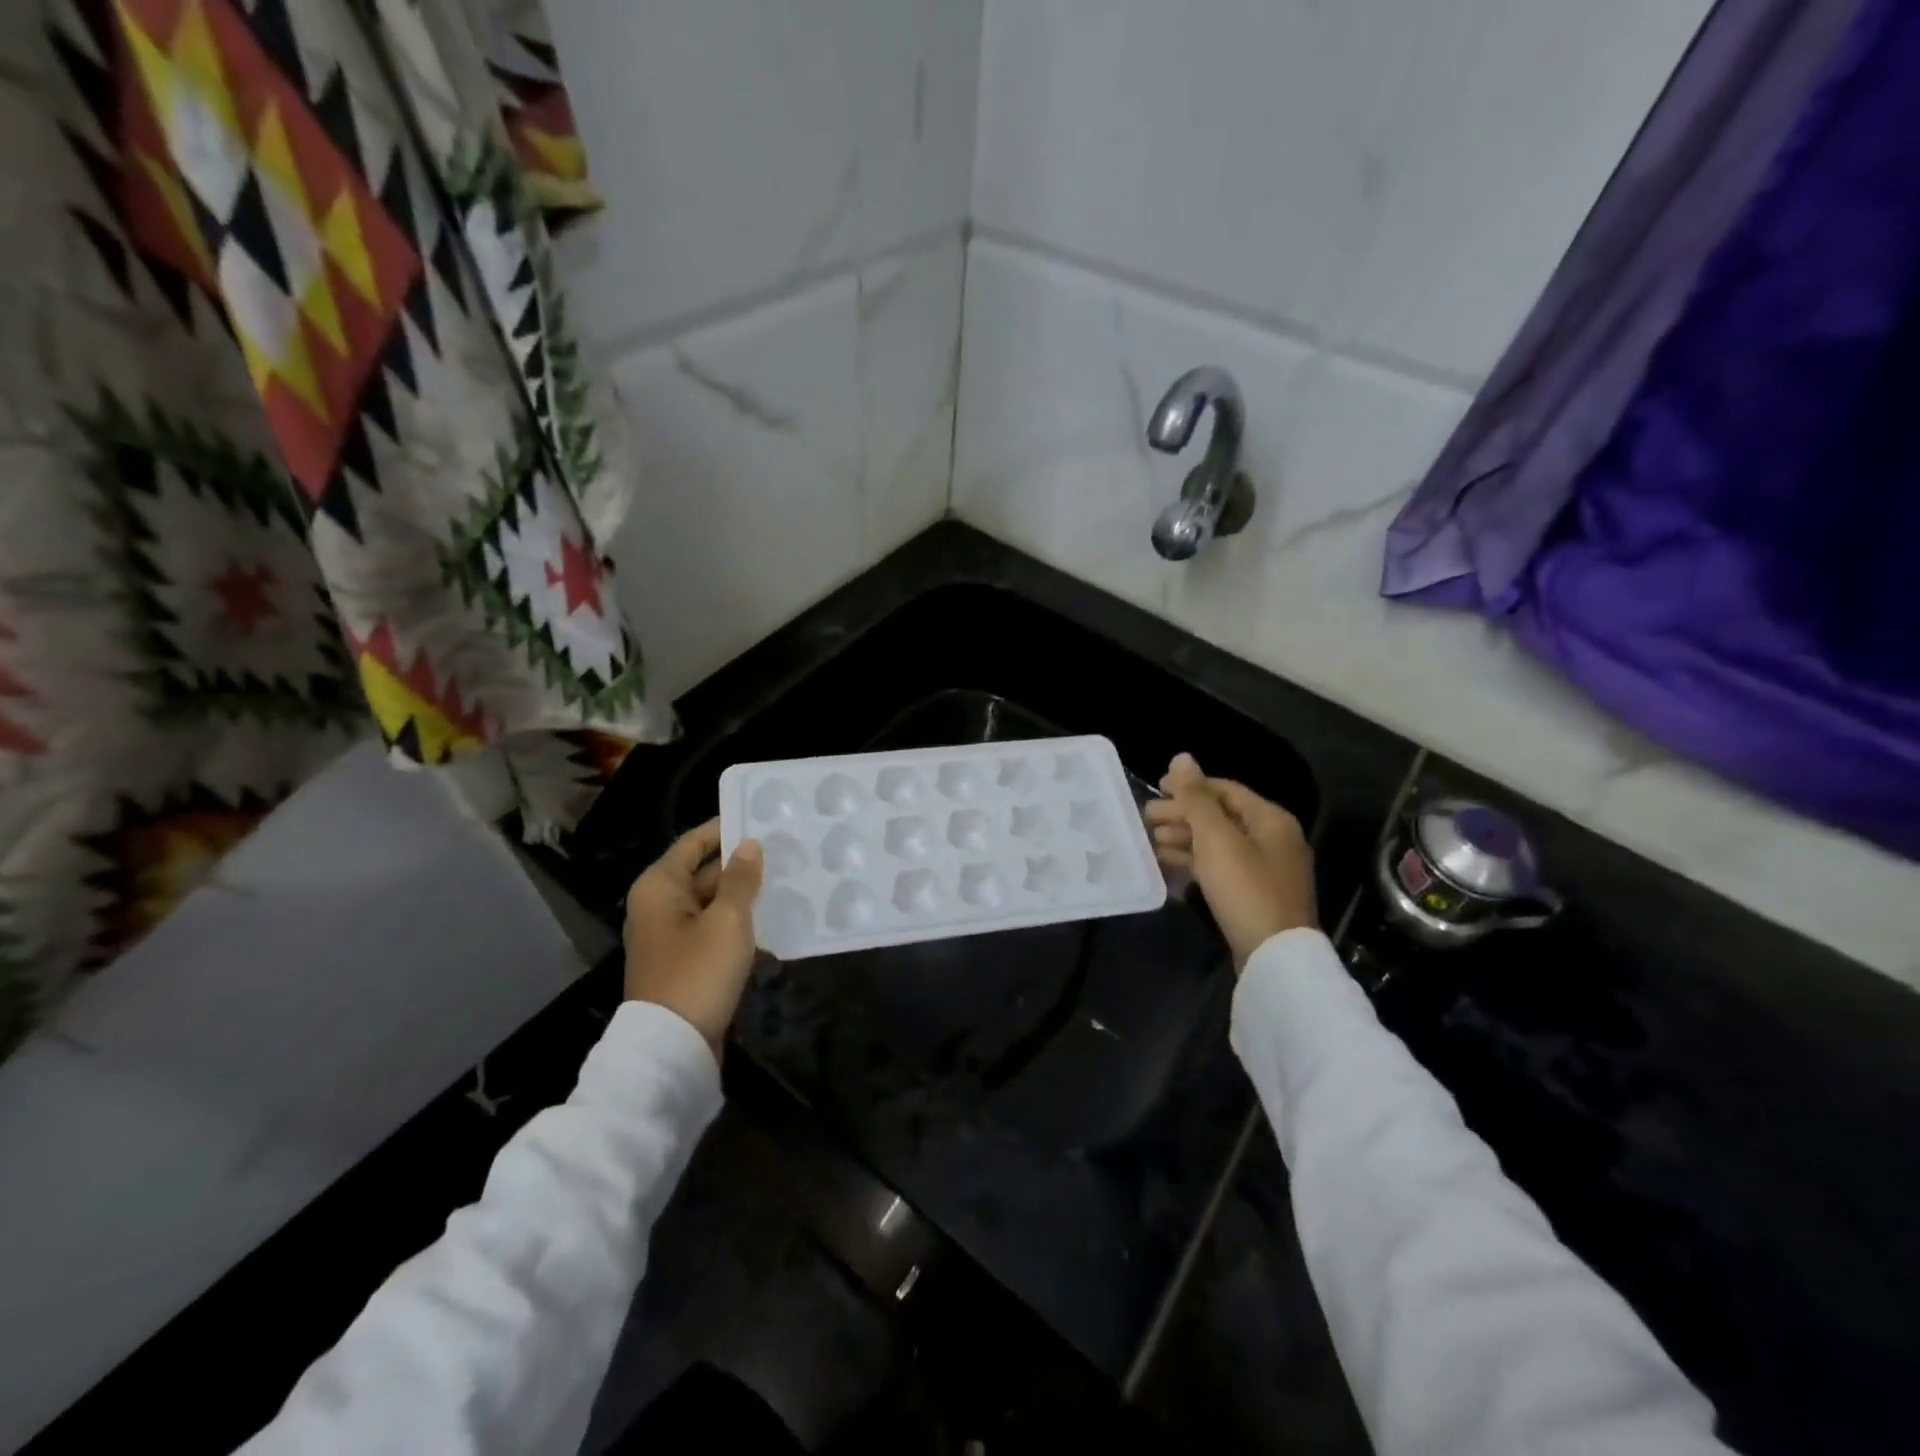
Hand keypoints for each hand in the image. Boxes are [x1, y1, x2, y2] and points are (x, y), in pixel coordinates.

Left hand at [623, 819, 763, 1055]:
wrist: (672, 1045)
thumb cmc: (698, 970)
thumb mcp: (727, 919)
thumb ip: (740, 878)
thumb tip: (749, 845)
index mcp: (660, 886)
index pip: (694, 842)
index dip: (725, 829)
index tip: (761, 819)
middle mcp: (659, 906)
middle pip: (703, 872)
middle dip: (742, 864)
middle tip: (786, 852)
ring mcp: (671, 936)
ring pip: (713, 903)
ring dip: (745, 895)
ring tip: (788, 881)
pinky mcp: (685, 962)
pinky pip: (714, 930)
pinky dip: (739, 923)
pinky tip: (774, 921)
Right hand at [1145, 753, 1316, 970]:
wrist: (1275, 958)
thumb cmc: (1245, 888)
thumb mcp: (1216, 839)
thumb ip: (1196, 798)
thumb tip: (1182, 757)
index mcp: (1270, 819)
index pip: (1224, 789)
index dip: (1189, 786)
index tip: (1156, 789)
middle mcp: (1272, 839)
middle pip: (1220, 816)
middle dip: (1182, 814)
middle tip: (1145, 818)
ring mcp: (1264, 870)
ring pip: (1218, 843)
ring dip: (1183, 838)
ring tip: (1149, 840)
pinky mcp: (1253, 895)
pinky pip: (1219, 868)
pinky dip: (1193, 862)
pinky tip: (1167, 864)